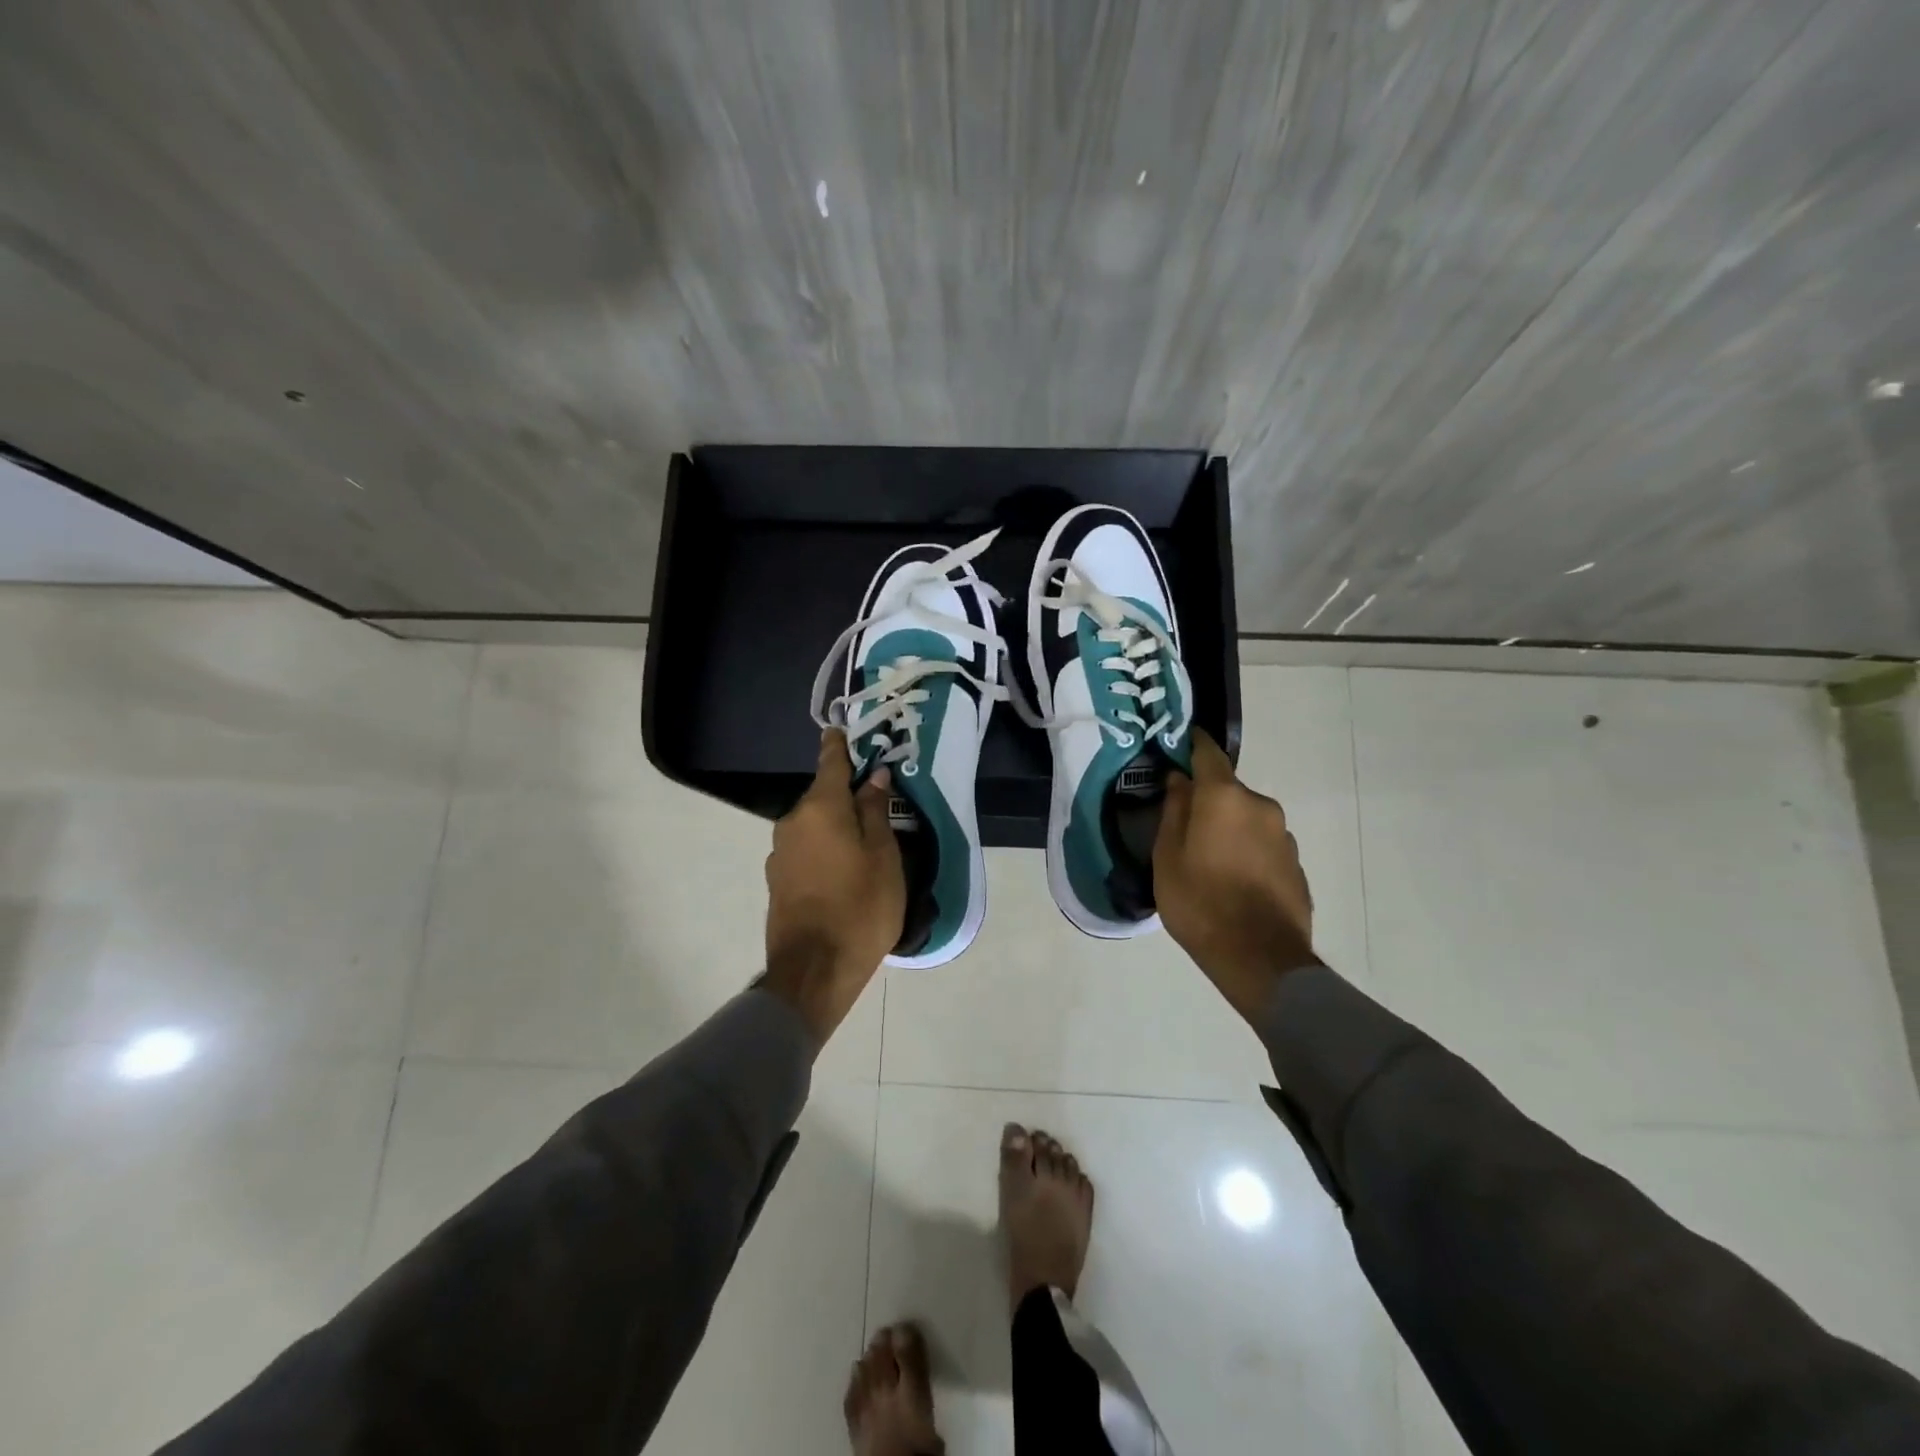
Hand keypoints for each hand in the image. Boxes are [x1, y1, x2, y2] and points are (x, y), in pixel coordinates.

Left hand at [762, 730, 906, 1044]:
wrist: (814, 970)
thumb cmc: (860, 907)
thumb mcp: (883, 856)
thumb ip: (875, 811)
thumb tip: (872, 778)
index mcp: (820, 808)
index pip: (830, 763)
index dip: (838, 745)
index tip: (840, 729)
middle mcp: (792, 822)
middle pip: (822, 797)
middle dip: (845, 795)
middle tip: (876, 802)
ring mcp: (780, 853)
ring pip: (814, 826)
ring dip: (835, 826)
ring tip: (865, 844)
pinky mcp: (778, 880)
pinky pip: (806, 849)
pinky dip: (824, 849)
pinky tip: (844, 871)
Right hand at [1155, 728, 1319, 1021]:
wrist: (1259, 958)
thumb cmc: (1199, 902)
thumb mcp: (1167, 857)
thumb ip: (1173, 812)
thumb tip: (1179, 781)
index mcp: (1224, 797)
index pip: (1208, 753)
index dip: (1192, 744)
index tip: (1179, 743)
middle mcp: (1260, 806)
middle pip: (1228, 791)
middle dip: (1207, 801)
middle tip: (1184, 827)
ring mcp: (1283, 835)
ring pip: (1247, 819)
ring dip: (1229, 828)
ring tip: (1208, 861)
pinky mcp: (1296, 864)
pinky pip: (1263, 845)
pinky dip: (1247, 851)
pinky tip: (1233, 881)